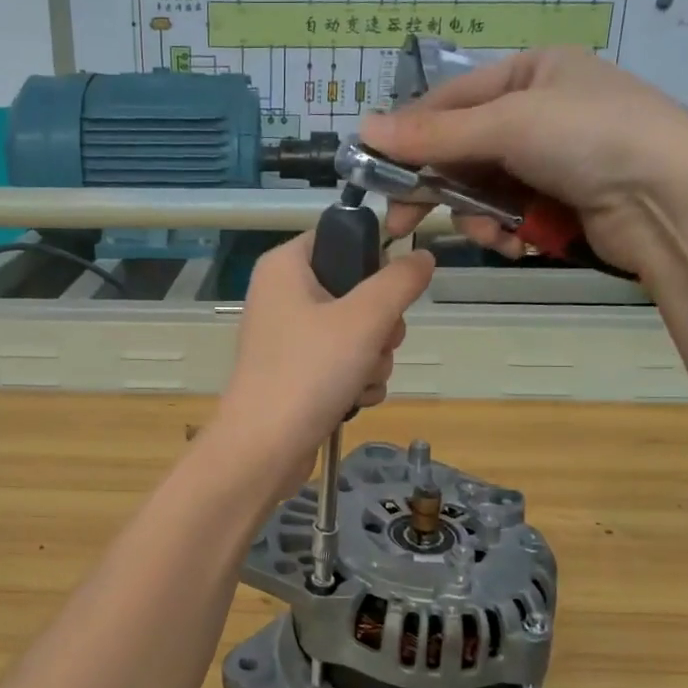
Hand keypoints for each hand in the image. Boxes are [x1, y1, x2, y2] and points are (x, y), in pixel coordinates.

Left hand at [212, 233, 434, 486]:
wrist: (265, 449)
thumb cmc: (309, 371)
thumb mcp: (364, 319)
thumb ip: (400, 282)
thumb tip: (422, 256)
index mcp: (285, 267)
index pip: (340, 238)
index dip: (372, 261)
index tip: (388, 291)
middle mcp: (283, 296)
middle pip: (357, 291)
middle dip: (380, 325)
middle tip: (375, 343)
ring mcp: (290, 338)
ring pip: (357, 332)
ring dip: (373, 359)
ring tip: (360, 380)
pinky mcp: (298, 374)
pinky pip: (344, 364)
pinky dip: (355, 382)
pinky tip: (352, 400)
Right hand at [362, 48, 687, 275]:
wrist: (674, 202)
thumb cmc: (592, 139)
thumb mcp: (508, 125)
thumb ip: (435, 134)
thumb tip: (362, 129)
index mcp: (530, 73)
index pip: (449, 101)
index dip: (410, 136)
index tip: (375, 172)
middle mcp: (538, 112)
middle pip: (462, 151)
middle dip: (439, 188)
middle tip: (401, 222)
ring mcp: (551, 160)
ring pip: (482, 191)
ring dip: (479, 217)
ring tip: (496, 234)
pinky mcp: (561, 202)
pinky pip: (509, 215)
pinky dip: (507, 232)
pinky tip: (520, 243)